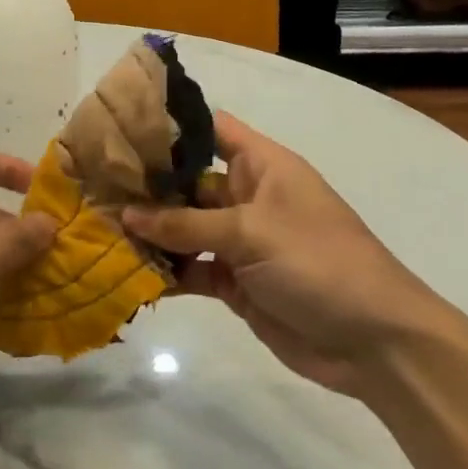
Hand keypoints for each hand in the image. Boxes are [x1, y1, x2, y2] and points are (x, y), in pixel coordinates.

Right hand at [122, 113, 464, 397]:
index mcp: (262, 167)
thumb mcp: (251, 233)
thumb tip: (125, 215)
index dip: (170, 125)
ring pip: (184, 228)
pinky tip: (127, 269)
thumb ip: (185, 225)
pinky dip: (165, 270)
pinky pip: (191, 268)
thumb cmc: (320, 263)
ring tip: (97, 227)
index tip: (119, 127)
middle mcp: (247, 197)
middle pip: (187, 182)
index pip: (211, 129)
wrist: (376, 343)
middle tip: (90, 184)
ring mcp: (240, 241)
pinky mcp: (235, 282)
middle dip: (145, 185)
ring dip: (149, 231)